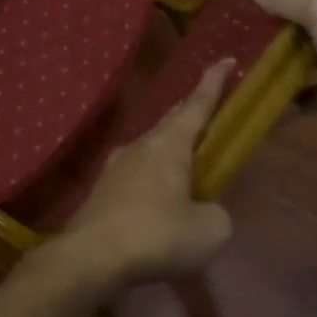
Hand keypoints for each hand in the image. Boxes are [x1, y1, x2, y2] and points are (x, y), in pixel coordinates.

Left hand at [62, 58, 236, 288]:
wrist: (90, 258)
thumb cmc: (156, 235)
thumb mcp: (209, 231)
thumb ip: (216, 214)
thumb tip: (204, 212)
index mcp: (170, 145)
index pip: (197, 104)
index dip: (214, 82)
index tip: (226, 58)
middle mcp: (140, 146)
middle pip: (171, 121)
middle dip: (190, 113)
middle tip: (206, 111)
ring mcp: (116, 168)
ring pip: (150, 148)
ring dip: (169, 150)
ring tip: (184, 164)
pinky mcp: (102, 192)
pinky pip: (135, 176)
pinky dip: (152, 179)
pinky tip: (156, 201)